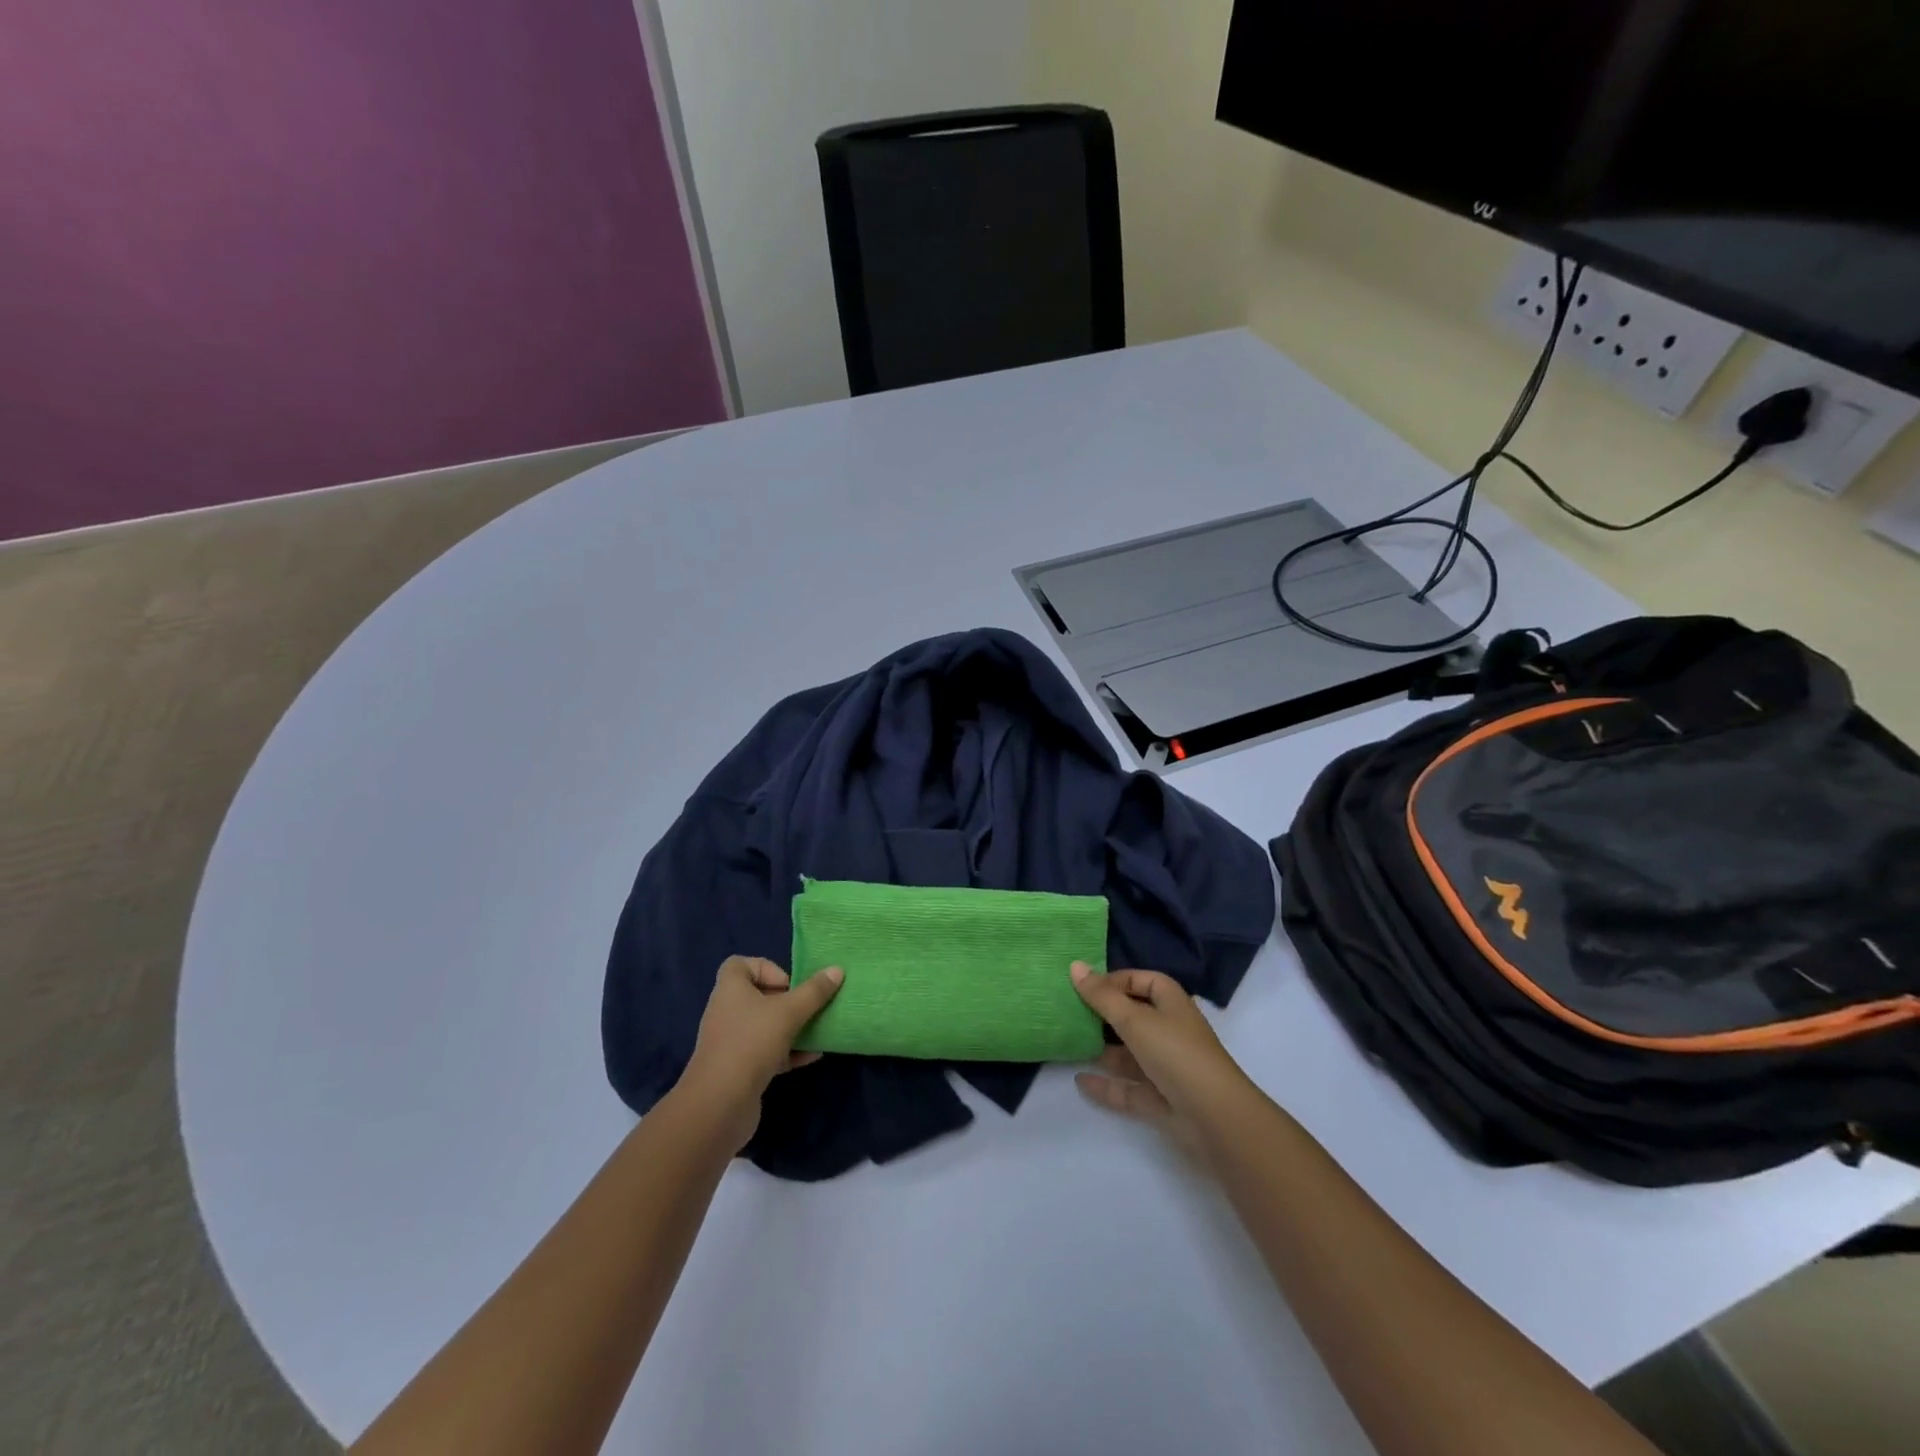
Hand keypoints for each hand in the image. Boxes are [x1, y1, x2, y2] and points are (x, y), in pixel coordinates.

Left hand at [676, 956, 842, 1150]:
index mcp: (730, 989)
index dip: (767, 968)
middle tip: (808, 1007)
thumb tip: (837, 970)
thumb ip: (814, 992)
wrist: (720, 1105)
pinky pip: (767, 1052)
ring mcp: (732, 1042)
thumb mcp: (789, 1012)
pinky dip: (788, 1052)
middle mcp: (727, 1012)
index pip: (741, 964)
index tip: (789, 984)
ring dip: (791, 1027)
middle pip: (758, 995)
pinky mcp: (739, 1070)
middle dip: (786, 1000)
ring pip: (765, 1026)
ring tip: (818, 1029)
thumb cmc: (751, 1043)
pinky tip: (813, 1056)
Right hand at [1069, 962, 1258, 1162]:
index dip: (1116, 980)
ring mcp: (1166, 1067)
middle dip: (1104, 1015)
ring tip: (1069, 1044)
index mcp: (1171, 1004)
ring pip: (1129, 1053)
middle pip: (1133, 1016)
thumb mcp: (1135, 1019)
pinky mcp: (1161, 1099)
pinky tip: (1080, 1082)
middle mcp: (1170, 1031)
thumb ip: (1102, 996)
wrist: (1215, 1118)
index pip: (1143, 980)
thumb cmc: (1176, 1053)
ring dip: (1102, 1050)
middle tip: (1069, 1012)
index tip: (1085, 986)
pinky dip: (1106, 1085)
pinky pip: (1128, 1088)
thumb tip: (1074, 965)